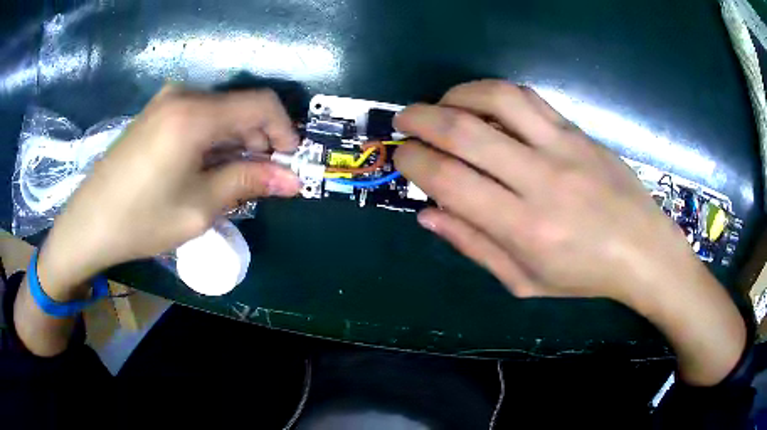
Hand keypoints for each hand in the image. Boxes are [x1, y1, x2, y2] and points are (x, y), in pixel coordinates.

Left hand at [38, 86, 301, 299]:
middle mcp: (183, 95)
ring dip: (237, 138)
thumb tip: (292, 180)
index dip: (284, 130)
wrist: (89, 223)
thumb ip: (248, 182)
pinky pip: (198, 114)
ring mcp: (166, 100)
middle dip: (260, 138)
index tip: (290, 161)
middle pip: (240, 105)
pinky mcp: (156, 111)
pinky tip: (207, 164)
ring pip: (220, 110)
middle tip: (264, 175)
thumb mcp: (200, 207)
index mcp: (195, 114)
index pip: (262, 103)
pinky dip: (214, 136)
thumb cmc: (142, 220)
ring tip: (236, 174)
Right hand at [394, 80, 745, 384]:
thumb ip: (473, 246)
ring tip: (441, 105)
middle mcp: (540, 180)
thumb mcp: (524, 281)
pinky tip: (483, 102)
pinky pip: (529, 98)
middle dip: (419, 119)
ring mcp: (563, 148)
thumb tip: (428, 213)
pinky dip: (494, 93)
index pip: (449, 180)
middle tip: (403, 120)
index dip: (414, 162)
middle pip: (463, 132)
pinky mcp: (578, 132)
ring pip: (496, 99)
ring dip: (455, 95)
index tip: (402, 157)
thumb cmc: (584, 275)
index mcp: (523, 228)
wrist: (643, 250)